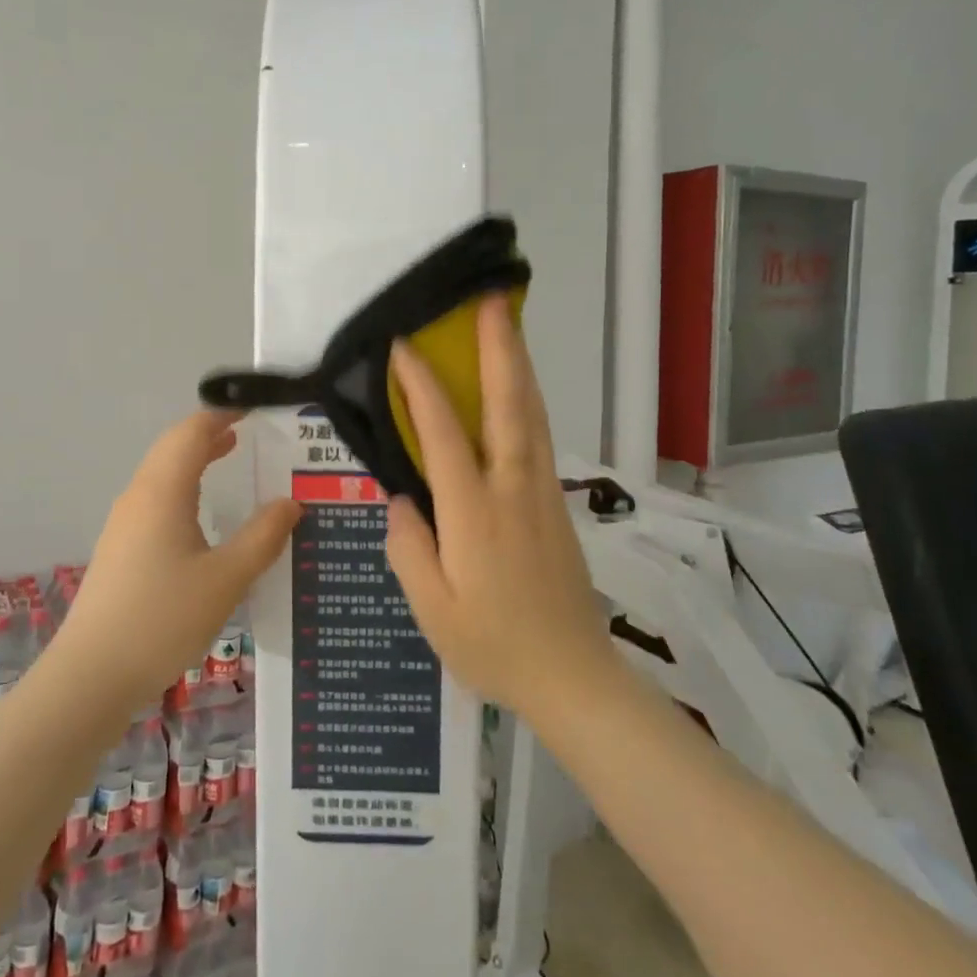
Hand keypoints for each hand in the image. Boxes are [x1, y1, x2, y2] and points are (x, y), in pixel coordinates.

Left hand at [54, 410, 300, 709]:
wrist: (91, 675)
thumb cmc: (163, 619)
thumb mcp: (226, 579)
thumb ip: (263, 537)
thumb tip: (291, 502)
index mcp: (163, 491)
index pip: (192, 432)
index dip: (223, 413)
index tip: (256, 406)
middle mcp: (139, 497)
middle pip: (174, 447)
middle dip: (211, 432)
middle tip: (252, 429)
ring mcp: (124, 523)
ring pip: (163, 473)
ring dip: (196, 458)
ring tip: (233, 456)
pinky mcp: (120, 549)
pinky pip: (156, 499)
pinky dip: (185, 486)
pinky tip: (203, 514)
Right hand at [385, 295, 620, 725]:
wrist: (574, 677)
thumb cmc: (494, 648)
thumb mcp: (433, 611)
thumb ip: (409, 549)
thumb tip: (402, 498)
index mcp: (475, 513)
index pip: (444, 434)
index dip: (422, 386)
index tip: (404, 345)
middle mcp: (514, 489)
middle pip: (509, 405)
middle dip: (499, 348)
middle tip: (490, 300)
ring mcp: (542, 493)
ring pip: (532, 415)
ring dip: (519, 364)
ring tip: (507, 325)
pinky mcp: (556, 505)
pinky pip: (538, 437)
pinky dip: (526, 400)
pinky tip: (517, 390)